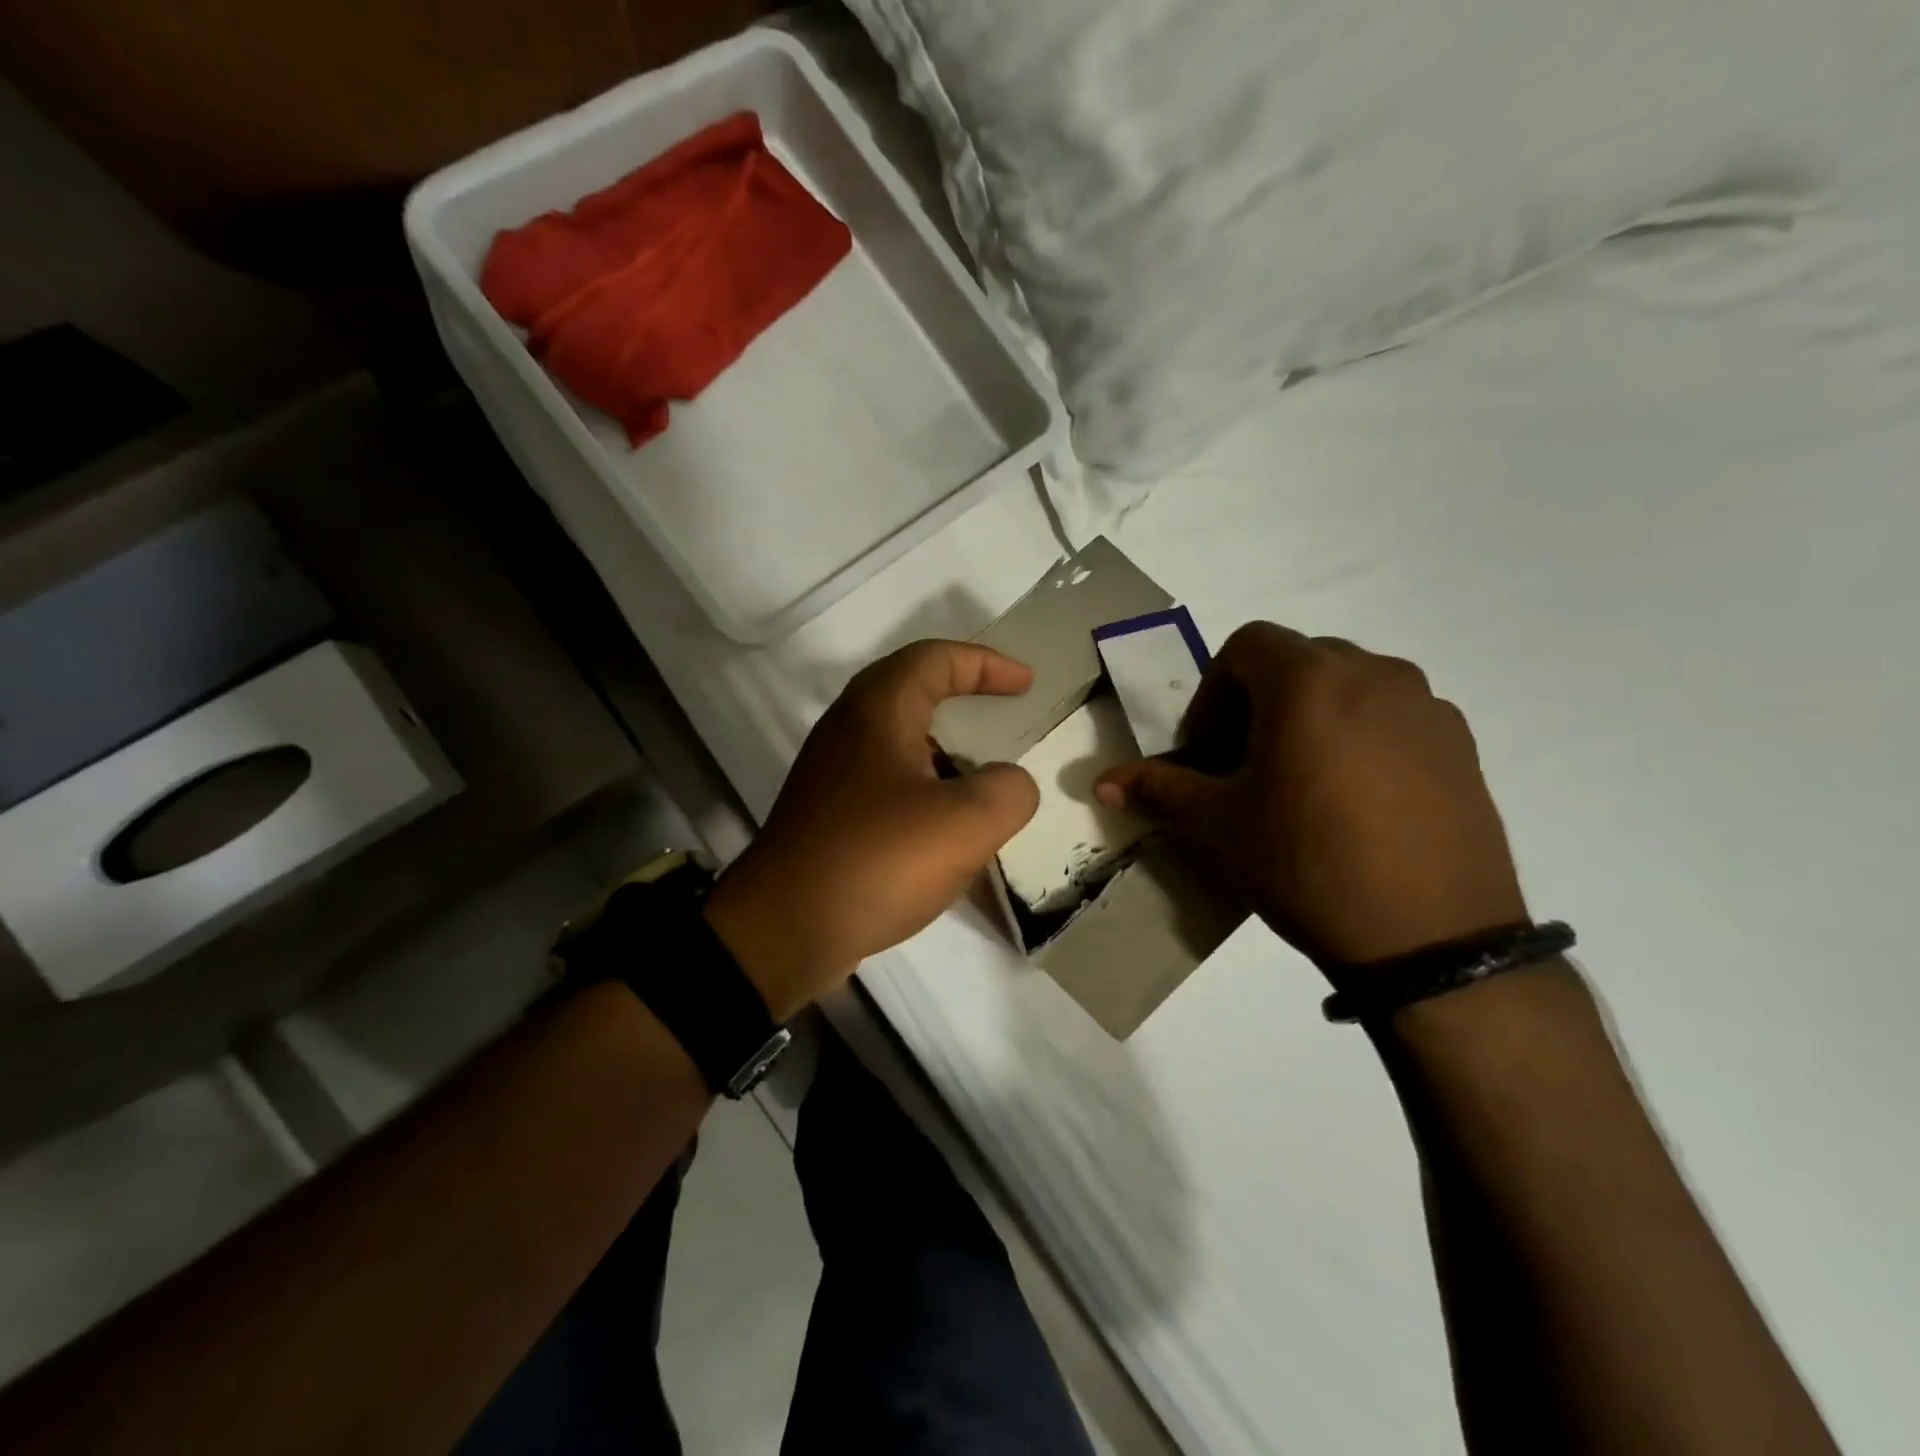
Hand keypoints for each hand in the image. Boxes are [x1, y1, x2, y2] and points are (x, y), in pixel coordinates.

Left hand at [704, 641, 1039, 1018]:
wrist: (783, 930)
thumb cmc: (876, 860)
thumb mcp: (965, 824)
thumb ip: (1008, 791)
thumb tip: (1009, 783)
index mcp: (878, 712)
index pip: (935, 659)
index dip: (985, 663)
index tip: (1025, 685)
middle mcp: (847, 729)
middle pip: (909, 687)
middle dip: (960, 691)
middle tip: (1000, 712)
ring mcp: (830, 773)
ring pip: (895, 737)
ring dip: (941, 744)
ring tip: (981, 775)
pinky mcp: (826, 813)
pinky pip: (884, 779)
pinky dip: (922, 785)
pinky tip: (943, 825)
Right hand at [1095, 622, 1525, 966]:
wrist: (1431, 938)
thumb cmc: (1306, 864)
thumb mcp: (1219, 825)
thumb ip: (1159, 789)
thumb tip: (1102, 782)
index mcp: (1310, 680)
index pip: (1246, 646)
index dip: (1212, 692)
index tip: (1207, 750)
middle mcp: (1375, 673)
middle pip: (1298, 662)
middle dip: (1258, 703)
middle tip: (1245, 766)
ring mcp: (1427, 708)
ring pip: (1349, 688)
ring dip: (1312, 717)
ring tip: (1303, 784)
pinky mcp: (1463, 745)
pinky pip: (1394, 718)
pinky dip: (1361, 738)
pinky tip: (1356, 803)